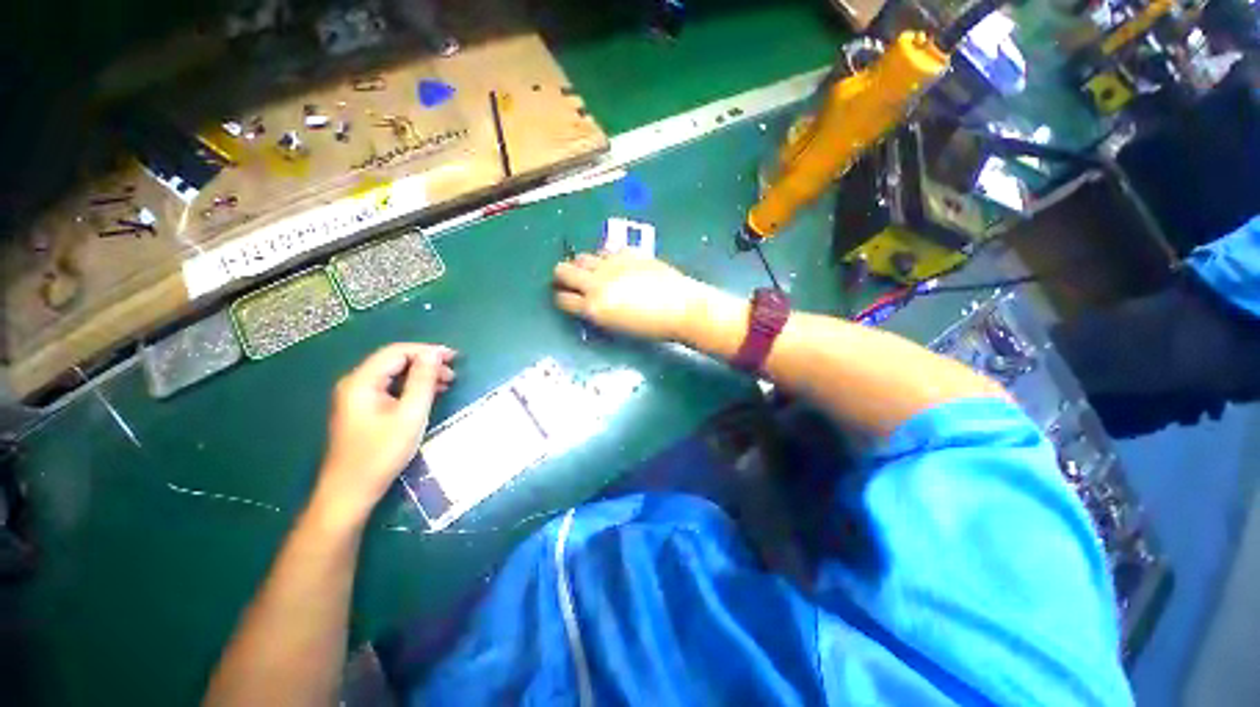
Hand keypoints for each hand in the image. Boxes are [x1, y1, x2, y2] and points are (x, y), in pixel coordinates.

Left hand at [312, 343, 456, 526]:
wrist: (350, 492)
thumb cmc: (381, 453)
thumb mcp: (410, 415)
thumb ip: (422, 381)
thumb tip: (434, 353)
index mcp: (362, 382)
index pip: (397, 352)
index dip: (427, 351)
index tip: (454, 357)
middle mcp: (356, 384)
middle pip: (394, 361)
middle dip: (425, 363)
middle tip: (453, 373)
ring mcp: (357, 398)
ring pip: (393, 375)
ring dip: (420, 376)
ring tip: (446, 384)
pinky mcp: (362, 410)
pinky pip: (390, 388)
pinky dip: (411, 388)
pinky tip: (428, 395)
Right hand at [553, 251, 714, 340]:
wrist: (681, 308)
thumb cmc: (651, 327)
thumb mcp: (617, 326)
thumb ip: (598, 312)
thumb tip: (588, 302)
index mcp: (593, 308)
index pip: (563, 299)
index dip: (561, 298)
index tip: (565, 297)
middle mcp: (596, 283)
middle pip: (563, 270)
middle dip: (562, 275)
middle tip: (570, 279)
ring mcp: (611, 264)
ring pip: (582, 257)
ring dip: (583, 264)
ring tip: (595, 271)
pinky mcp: (627, 252)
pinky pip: (607, 251)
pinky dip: (606, 258)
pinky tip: (617, 265)